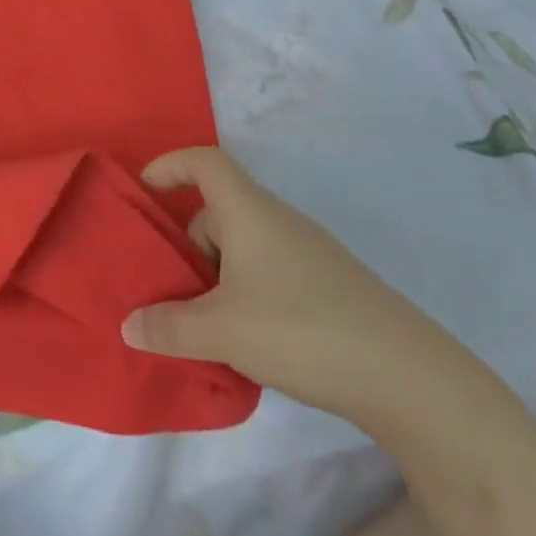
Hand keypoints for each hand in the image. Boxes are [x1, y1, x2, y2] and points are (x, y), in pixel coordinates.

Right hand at [122, 148, 464, 421]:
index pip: (204, 161)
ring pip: (242, 245)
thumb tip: (129, 324)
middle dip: (186, 243)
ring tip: (202, 324)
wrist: (406, 374)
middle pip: (218, 210)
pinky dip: (243, 292)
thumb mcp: (222, 331)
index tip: (143, 192)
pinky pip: (266, 270)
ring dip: (214, 274)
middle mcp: (277, 220)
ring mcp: (306, 251)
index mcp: (248, 211)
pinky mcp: (326, 284)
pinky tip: (246, 339)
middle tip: (167, 287)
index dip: (169, 166)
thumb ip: (168, 327)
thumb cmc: (300, 329)